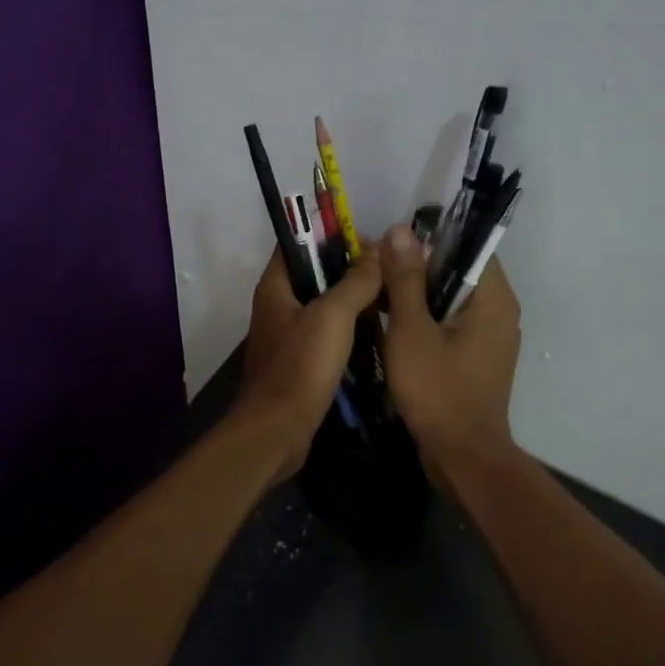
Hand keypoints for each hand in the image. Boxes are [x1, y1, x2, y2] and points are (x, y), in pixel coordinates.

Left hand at [236, 246, 384, 481]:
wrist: (278, 430)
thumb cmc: (301, 366)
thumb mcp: (333, 315)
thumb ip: (356, 281)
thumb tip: (377, 251)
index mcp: (275, 287)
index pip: (297, 243)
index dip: (330, 235)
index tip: (369, 240)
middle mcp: (277, 307)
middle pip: (314, 275)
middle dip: (349, 270)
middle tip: (388, 270)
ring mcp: (287, 337)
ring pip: (323, 307)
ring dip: (353, 301)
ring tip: (390, 298)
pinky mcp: (300, 363)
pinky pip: (327, 335)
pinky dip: (349, 330)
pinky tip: (377, 333)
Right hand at [379, 224, 520, 469]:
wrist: (461, 456)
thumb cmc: (438, 390)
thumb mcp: (412, 330)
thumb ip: (406, 279)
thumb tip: (400, 229)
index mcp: (493, 299)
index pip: (466, 247)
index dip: (428, 241)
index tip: (390, 247)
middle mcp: (499, 312)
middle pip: (456, 273)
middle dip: (415, 269)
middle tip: (374, 269)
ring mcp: (488, 338)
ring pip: (449, 301)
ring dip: (415, 296)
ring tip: (375, 293)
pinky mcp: (474, 359)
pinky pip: (448, 325)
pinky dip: (423, 321)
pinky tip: (389, 325)